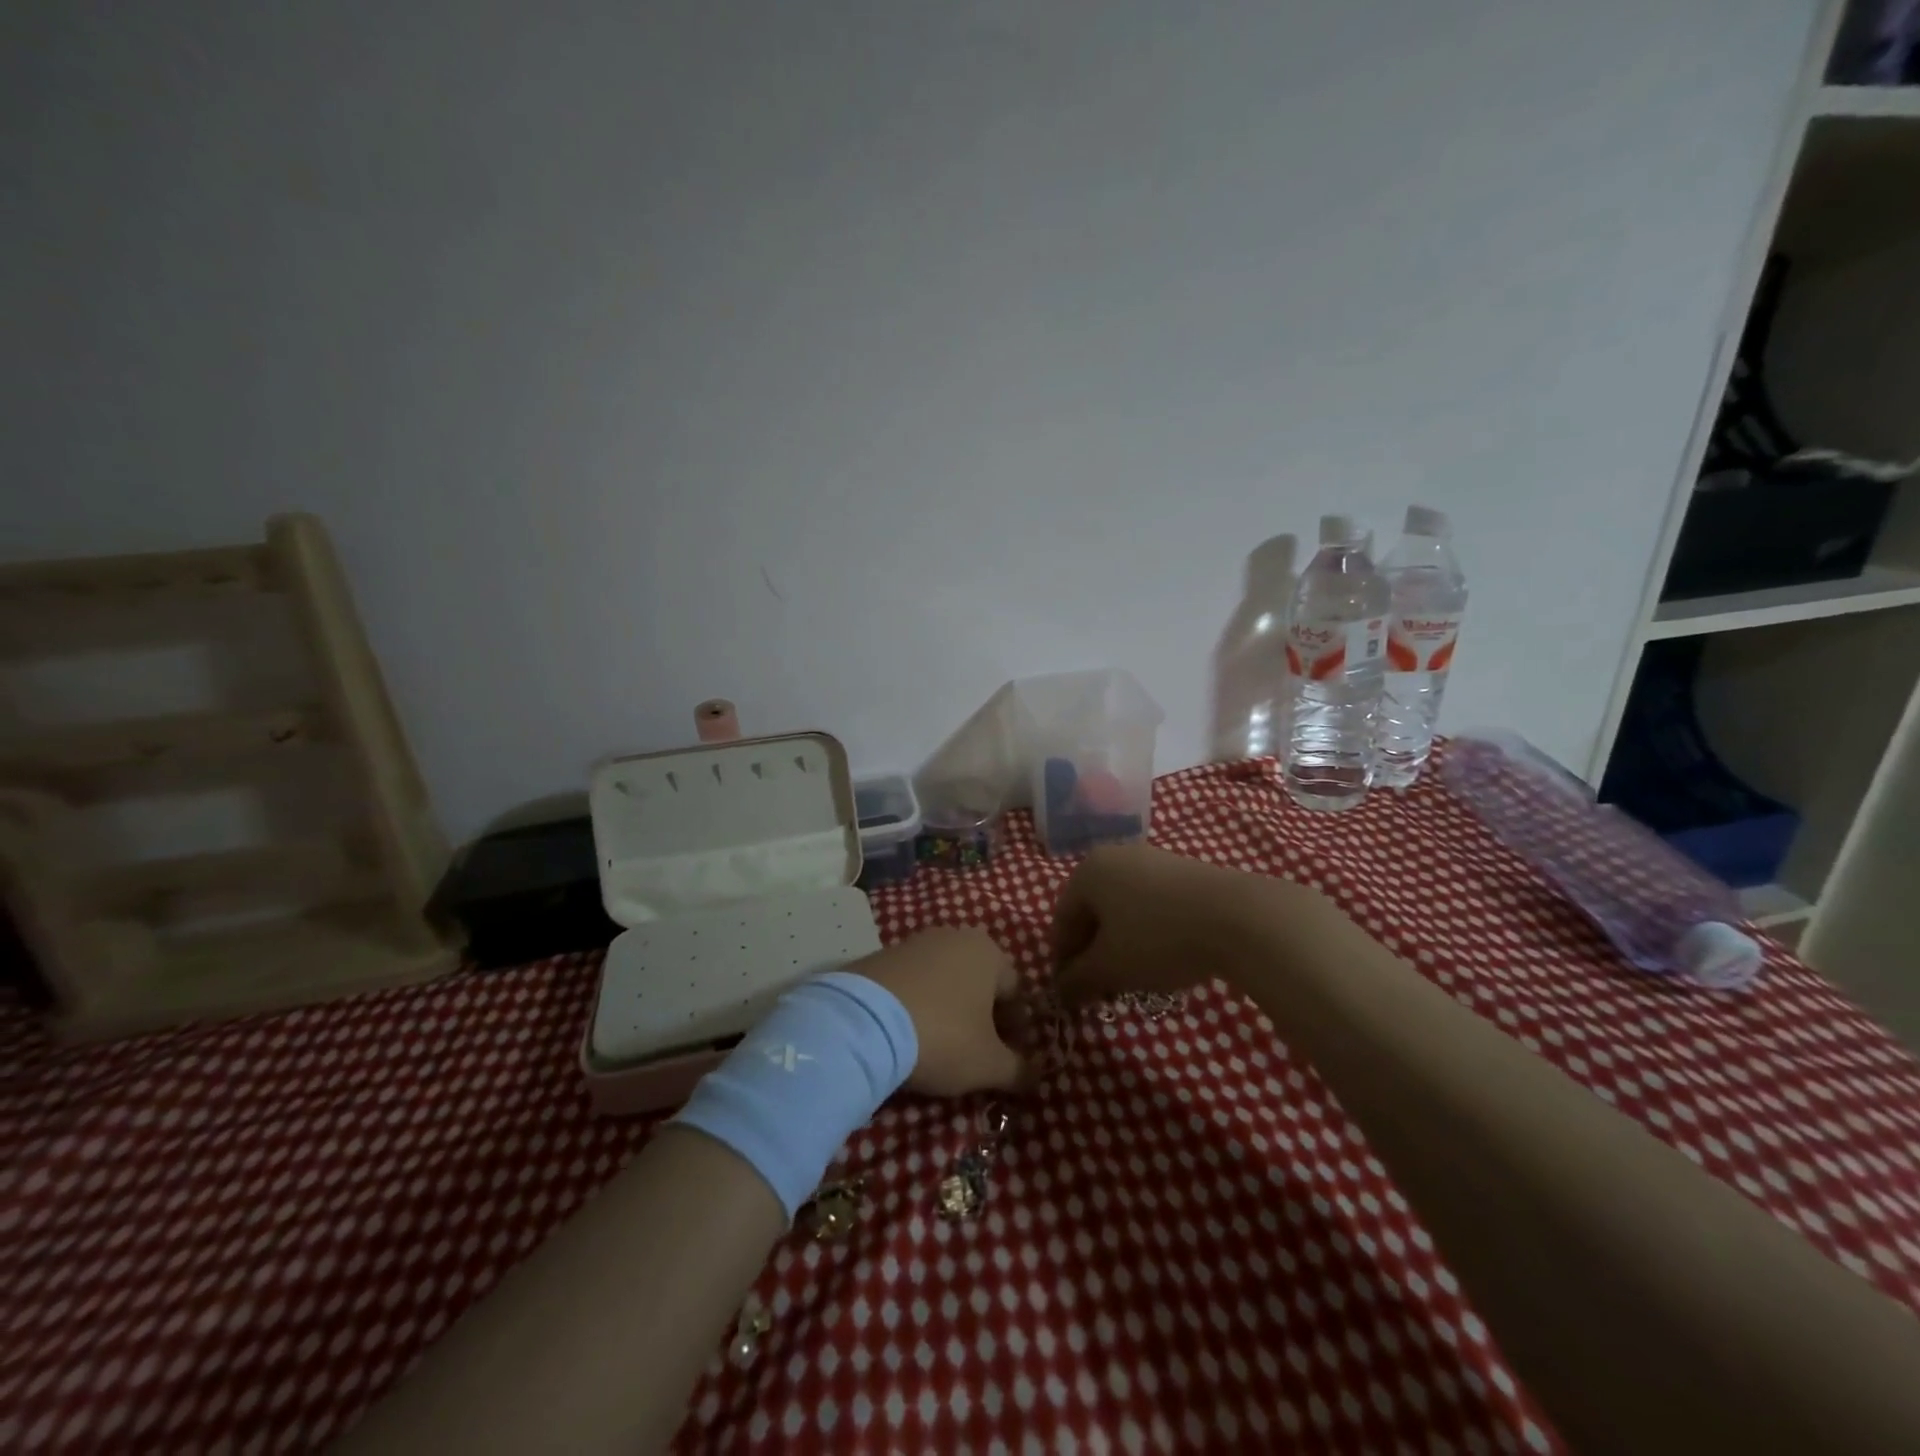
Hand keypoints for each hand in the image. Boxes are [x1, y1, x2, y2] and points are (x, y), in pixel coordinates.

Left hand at [851, 928, 1031, 1096]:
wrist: (863, 1022)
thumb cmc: (942, 1036)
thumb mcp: (988, 1064)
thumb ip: (1019, 1070)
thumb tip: (1037, 1076)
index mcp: (989, 952)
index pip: (1016, 992)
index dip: (1017, 1030)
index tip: (1008, 1060)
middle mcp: (955, 936)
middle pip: (980, 982)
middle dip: (982, 1018)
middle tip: (976, 1054)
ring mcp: (915, 942)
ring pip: (945, 980)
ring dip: (949, 1009)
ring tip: (938, 1046)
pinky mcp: (881, 955)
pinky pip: (912, 983)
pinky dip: (917, 1005)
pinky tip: (908, 1033)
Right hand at [1051, 843, 1303, 1005]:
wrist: (1238, 917)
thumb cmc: (1158, 938)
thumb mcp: (1110, 967)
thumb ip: (1077, 980)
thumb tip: (1060, 991)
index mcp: (1087, 871)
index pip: (1062, 920)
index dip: (1063, 961)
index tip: (1072, 993)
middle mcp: (1114, 856)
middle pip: (1092, 912)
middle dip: (1092, 953)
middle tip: (1101, 989)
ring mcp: (1152, 860)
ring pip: (1122, 909)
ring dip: (1120, 944)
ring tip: (1134, 978)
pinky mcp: (1184, 871)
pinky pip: (1151, 904)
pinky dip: (1147, 931)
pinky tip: (1163, 957)